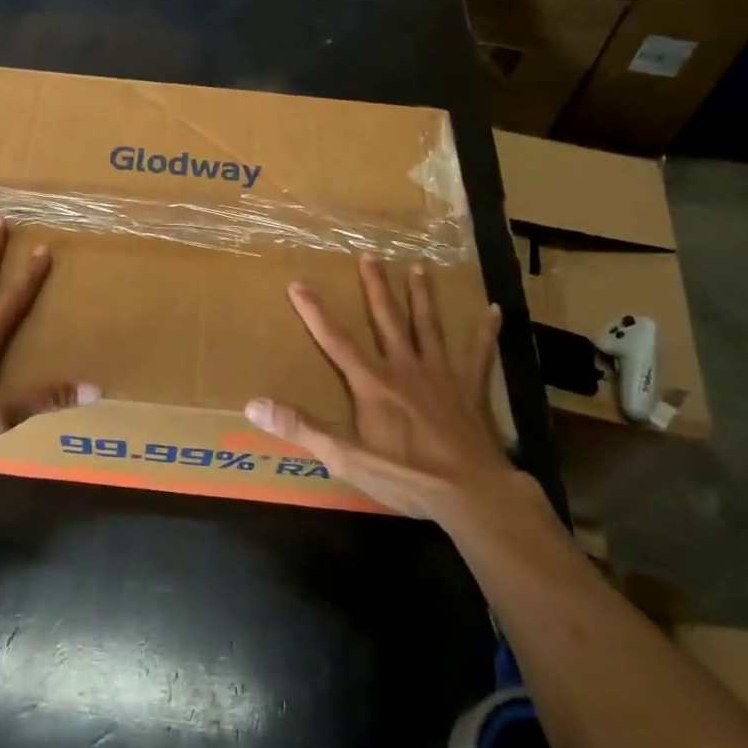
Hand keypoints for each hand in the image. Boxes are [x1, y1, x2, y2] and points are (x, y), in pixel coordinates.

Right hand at [245, 258, 517, 523]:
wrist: (471, 491)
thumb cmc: (406, 475)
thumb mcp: (346, 457)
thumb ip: (302, 427)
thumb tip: (253, 403)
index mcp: (373, 383)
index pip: (336, 340)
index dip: (314, 312)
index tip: (298, 283)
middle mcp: (405, 367)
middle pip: (387, 318)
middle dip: (375, 286)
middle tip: (370, 255)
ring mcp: (441, 374)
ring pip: (429, 325)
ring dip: (422, 296)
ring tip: (420, 267)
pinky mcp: (471, 388)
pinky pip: (479, 354)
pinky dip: (486, 332)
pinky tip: (494, 310)